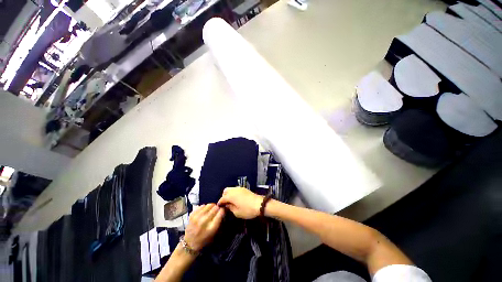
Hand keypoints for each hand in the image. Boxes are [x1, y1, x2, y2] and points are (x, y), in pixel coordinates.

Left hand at [184, 204, 224, 250]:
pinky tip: (205, 211)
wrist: (190, 244)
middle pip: (215, 208)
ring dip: (212, 206)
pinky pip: (202, 206)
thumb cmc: (205, 240)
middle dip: (218, 208)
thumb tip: (223, 210)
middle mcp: (204, 221)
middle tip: (217, 210)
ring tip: (211, 210)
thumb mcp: (215, 234)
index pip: (221, 213)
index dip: (223, 210)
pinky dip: (205, 207)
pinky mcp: (192, 215)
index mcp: (211, 228)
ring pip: (209, 205)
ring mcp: (197, 217)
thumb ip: (220, 222)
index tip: (223, 211)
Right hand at [217, 187, 263, 218]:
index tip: (219, 207)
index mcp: (231, 195)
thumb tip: (226, 205)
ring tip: (231, 202)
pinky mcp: (244, 188)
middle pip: (226, 190)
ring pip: (231, 189)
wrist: (259, 204)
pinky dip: (234, 193)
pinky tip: (236, 199)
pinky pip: (236, 189)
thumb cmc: (247, 210)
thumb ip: (230, 208)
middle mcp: (234, 190)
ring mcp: (240, 188)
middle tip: (225, 204)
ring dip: (229, 194)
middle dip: (224, 196)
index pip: (222, 198)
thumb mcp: (237, 212)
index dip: (220, 203)